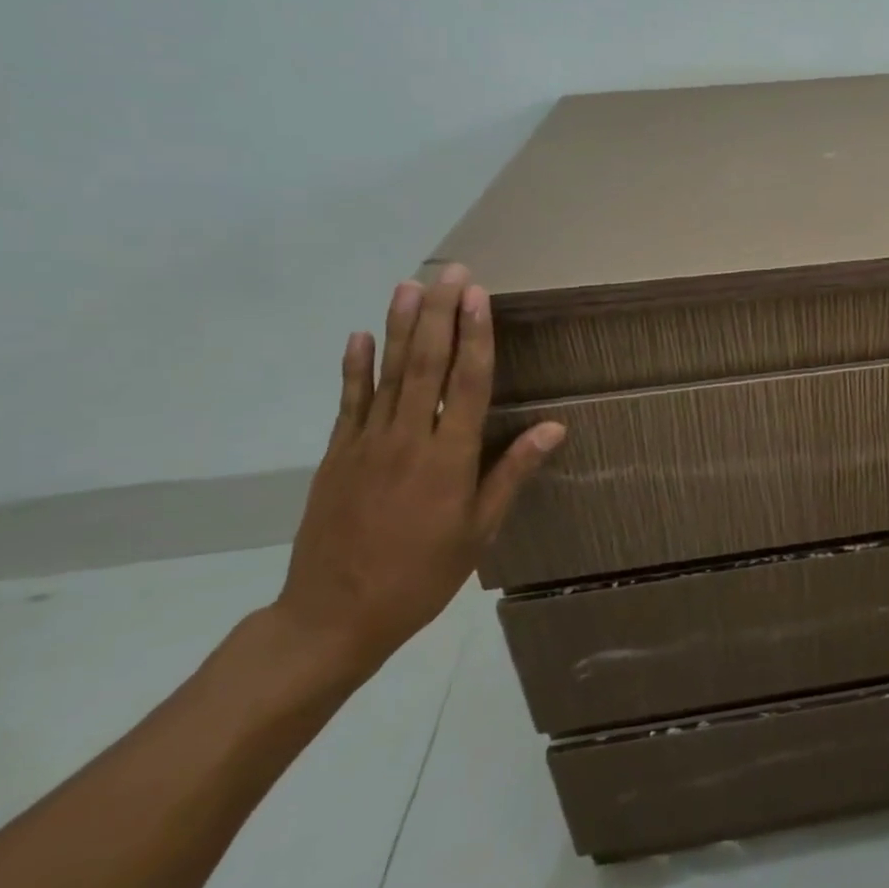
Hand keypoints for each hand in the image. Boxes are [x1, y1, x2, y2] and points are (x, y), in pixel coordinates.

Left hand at [272, 264, 564, 677]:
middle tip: (450, 272)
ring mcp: (366, 443)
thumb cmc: (423, 574)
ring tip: (409, 285)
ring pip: (387, 373)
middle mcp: (408, 439)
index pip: (467, 383)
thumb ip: (512, 472)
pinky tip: (359, 336)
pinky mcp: (337, 454)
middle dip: (439, 314)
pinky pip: (348, 402)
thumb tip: (554, 427)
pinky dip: (354, 367)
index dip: (475, 336)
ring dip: (399, 326)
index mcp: (449, 458)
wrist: (334, 615)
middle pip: (426, 364)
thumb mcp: (480, 529)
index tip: (479, 296)